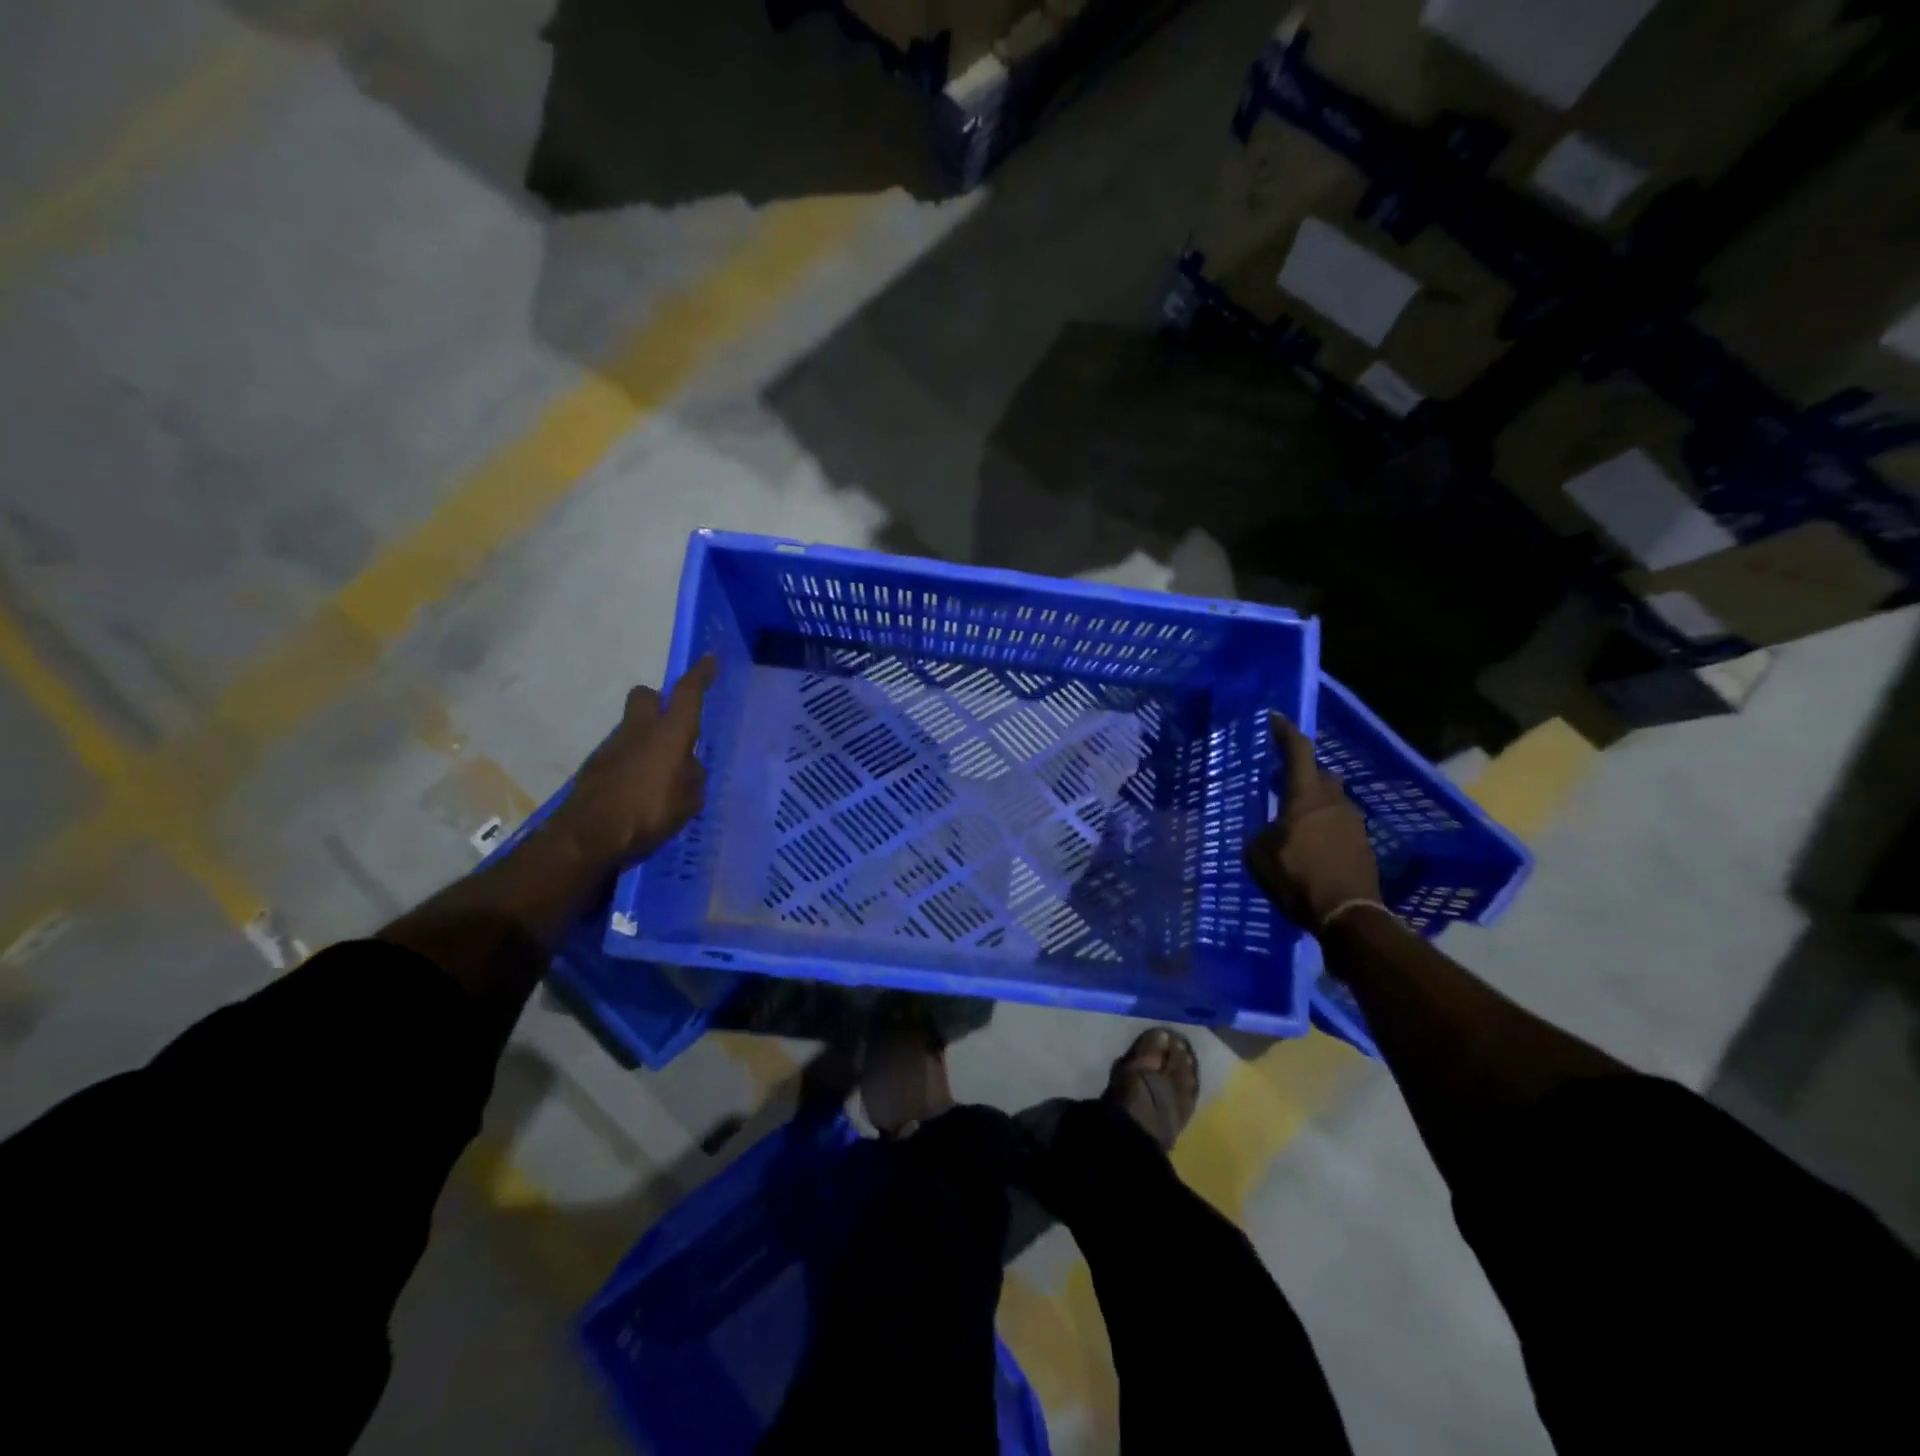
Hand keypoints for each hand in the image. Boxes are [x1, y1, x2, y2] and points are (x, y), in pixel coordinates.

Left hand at [551, 656, 716, 866]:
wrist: (587, 837)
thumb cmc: (648, 814)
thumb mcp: (688, 802)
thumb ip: (691, 778)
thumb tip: (687, 768)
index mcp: (669, 735)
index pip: (687, 694)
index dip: (700, 675)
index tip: (709, 659)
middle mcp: (639, 732)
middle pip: (646, 697)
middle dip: (659, 701)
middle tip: (673, 724)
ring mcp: (612, 748)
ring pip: (632, 727)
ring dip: (646, 739)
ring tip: (661, 775)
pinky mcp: (595, 768)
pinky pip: (621, 754)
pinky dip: (632, 764)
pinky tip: (639, 792)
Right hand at [1244, 711, 1381, 931]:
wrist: (1347, 914)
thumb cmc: (1298, 877)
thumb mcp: (1259, 855)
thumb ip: (1262, 835)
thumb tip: (1268, 832)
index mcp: (1306, 796)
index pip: (1298, 751)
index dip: (1285, 732)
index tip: (1275, 719)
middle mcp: (1334, 801)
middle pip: (1320, 774)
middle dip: (1303, 772)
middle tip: (1282, 780)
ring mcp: (1353, 823)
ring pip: (1332, 800)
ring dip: (1314, 802)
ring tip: (1294, 818)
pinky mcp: (1362, 845)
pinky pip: (1338, 824)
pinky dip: (1323, 826)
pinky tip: (1310, 844)